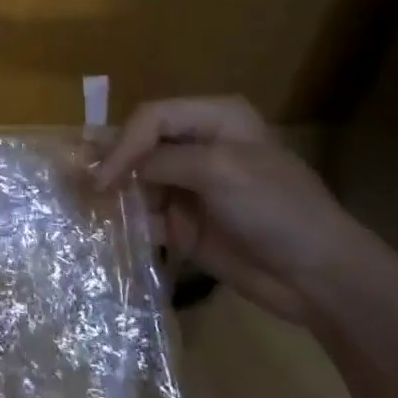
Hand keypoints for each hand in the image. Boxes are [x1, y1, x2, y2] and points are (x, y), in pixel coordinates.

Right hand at [92, 96, 373, 325]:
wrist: (321, 279)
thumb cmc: (276, 209)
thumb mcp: (219, 171)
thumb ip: (161, 161)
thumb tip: (112, 169)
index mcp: (213, 119)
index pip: (152, 117)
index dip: (124, 141)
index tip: (105, 175)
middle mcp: (197, 146)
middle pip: (139, 144)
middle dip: (109, 160)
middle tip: (75, 174)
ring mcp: (190, 185)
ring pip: (136, 178)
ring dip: (111, 188)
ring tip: (81, 198)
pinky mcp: (185, 222)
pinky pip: (144, 213)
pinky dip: (124, 217)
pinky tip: (105, 223)